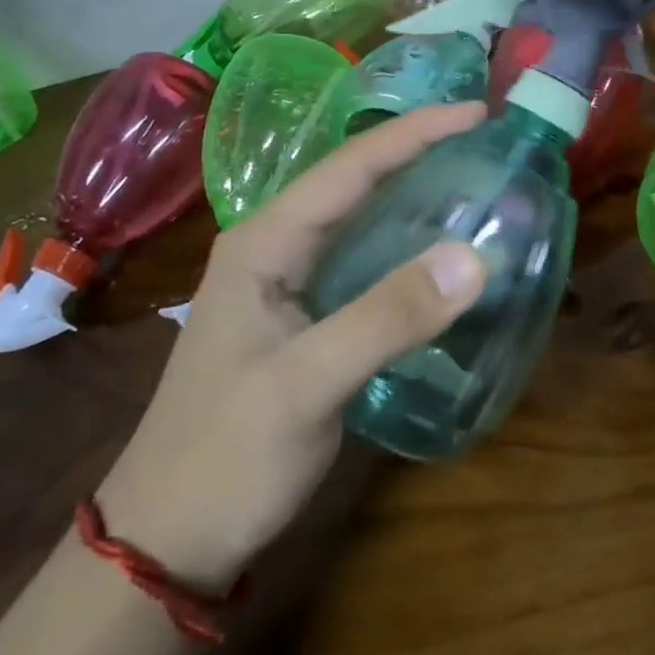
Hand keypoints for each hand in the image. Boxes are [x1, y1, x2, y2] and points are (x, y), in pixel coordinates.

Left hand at [96, 103, 488, 587]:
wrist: (169, 540)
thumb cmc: (226, 455)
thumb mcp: (306, 384)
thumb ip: (388, 317)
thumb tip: (475, 256)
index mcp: (265, 242)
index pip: (349, 166)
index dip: (414, 133)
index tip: (478, 113)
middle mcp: (276, 249)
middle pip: (356, 182)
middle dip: (418, 152)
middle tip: (486, 140)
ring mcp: (290, 285)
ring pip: (362, 220)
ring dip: (415, 195)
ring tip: (475, 180)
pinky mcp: (308, 319)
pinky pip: (367, 262)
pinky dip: (409, 247)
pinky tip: (444, 255)